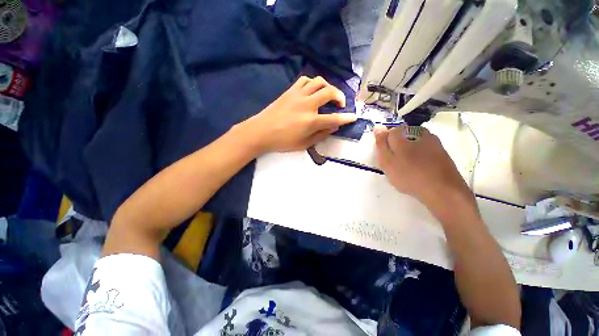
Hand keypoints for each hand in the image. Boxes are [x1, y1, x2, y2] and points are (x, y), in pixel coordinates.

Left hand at [240, 76, 356, 152]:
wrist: (261, 131)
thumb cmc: (282, 141)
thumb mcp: (304, 144)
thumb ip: (320, 135)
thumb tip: (333, 127)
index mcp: (311, 121)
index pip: (334, 118)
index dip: (346, 118)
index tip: (353, 117)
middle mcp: (307, 104)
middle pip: (330, 92)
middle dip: (340, 96)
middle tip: (340, 104)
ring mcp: (298, 95)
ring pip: (319, 81)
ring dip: (328, 86)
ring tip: (328, 95)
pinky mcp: (290, 91)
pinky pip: (305, 80)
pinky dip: (313, 83)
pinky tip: (313, 90)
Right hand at [374, 124, 474, 213]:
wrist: (443, 191)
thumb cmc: (409, 176)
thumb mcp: (388, 161)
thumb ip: (381, 144)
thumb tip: (378, 127)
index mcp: (404, 136)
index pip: (391, 131)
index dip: (386, 141)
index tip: (385, 153)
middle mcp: (419, 134)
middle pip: (405, 134)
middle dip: (398, 143)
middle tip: (395, 159)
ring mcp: (433, 143)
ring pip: (417, 140)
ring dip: (410, 148)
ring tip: (407, 163)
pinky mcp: (442, 152)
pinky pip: (426, 149)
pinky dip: (421, 155)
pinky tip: (420, 166)